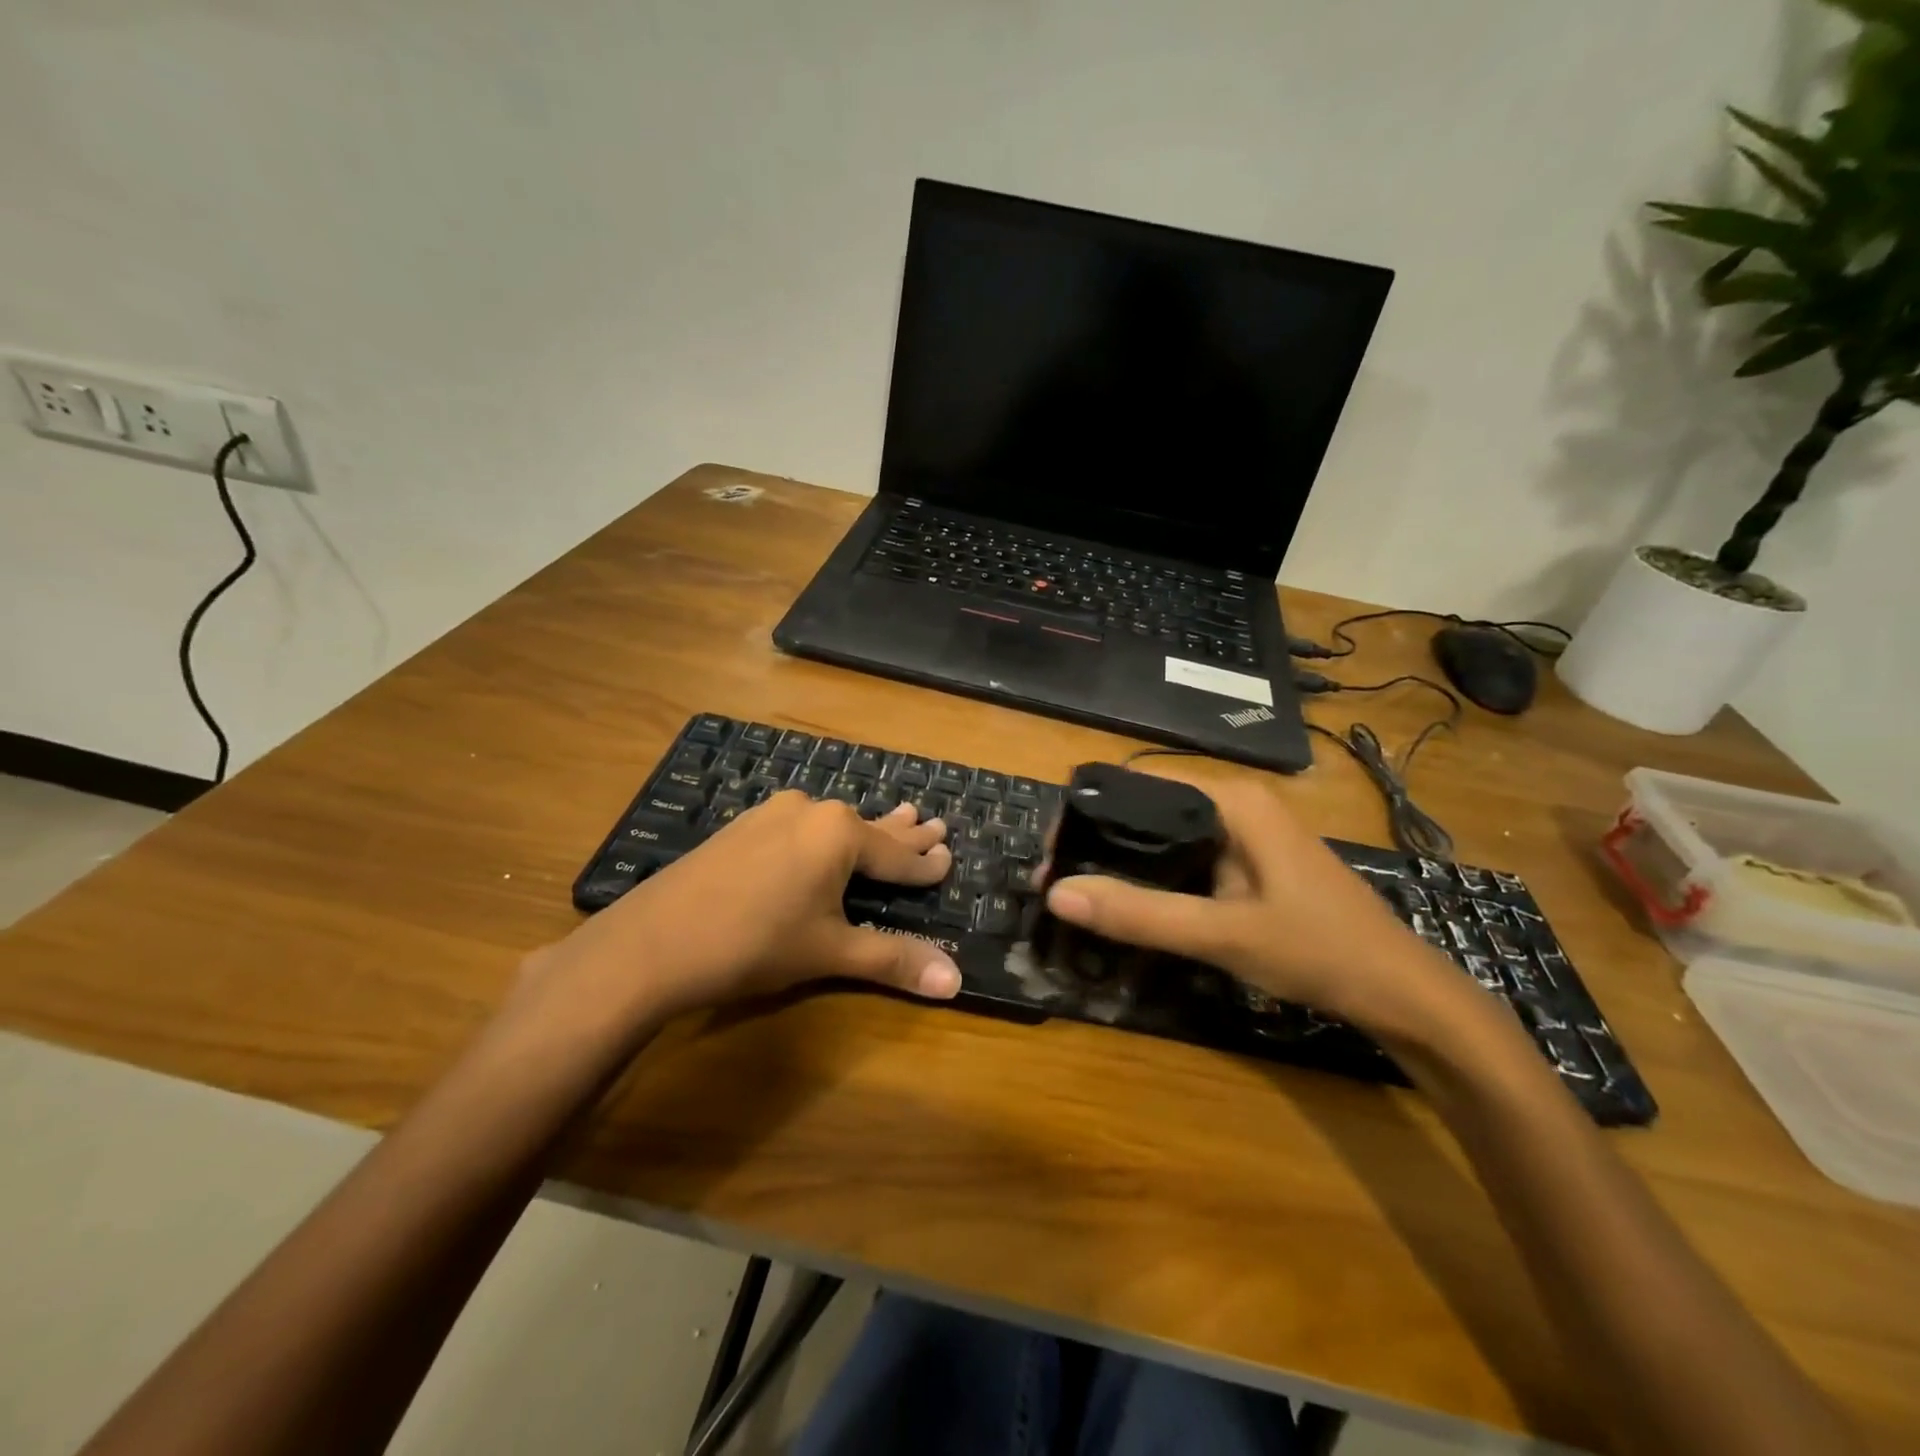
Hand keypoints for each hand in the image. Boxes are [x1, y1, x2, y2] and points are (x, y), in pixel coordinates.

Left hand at [522, 793, 958, 1027]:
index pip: (897, 855)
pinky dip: (824, 834)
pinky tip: (821, 832)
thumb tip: (955, 981)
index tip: (950, 858)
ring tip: (896, 816)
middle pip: (869, 828)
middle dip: (904, 832)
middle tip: (934, 823)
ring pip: (833, 824)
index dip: (926, 864)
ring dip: (865, 829)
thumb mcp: (830, 952)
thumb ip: (893, 959)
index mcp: (839, 834)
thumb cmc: (754, 944)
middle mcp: (809, 812)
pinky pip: (800, 826)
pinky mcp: (742, 827)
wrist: (651, 943)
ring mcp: (771, 815)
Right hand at [1042, 773, 1457, 1026]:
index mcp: (1232, 800)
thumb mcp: (1222, 934)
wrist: (1402, 994)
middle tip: (1059, 880)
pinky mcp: (1252, 863)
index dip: (1090, 812)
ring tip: (1082, 891)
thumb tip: (1056, 895)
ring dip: (1125, 860)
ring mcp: (1248, 834)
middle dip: (1101, 840)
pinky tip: (1133, 903)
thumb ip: (1140, 914)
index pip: (1139, 783)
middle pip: (1149, 808)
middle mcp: (1237, 804)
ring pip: (1167, 835)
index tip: (1054, 853)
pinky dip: (1156, 876)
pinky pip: (1189, 857)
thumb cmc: (1319, 950)